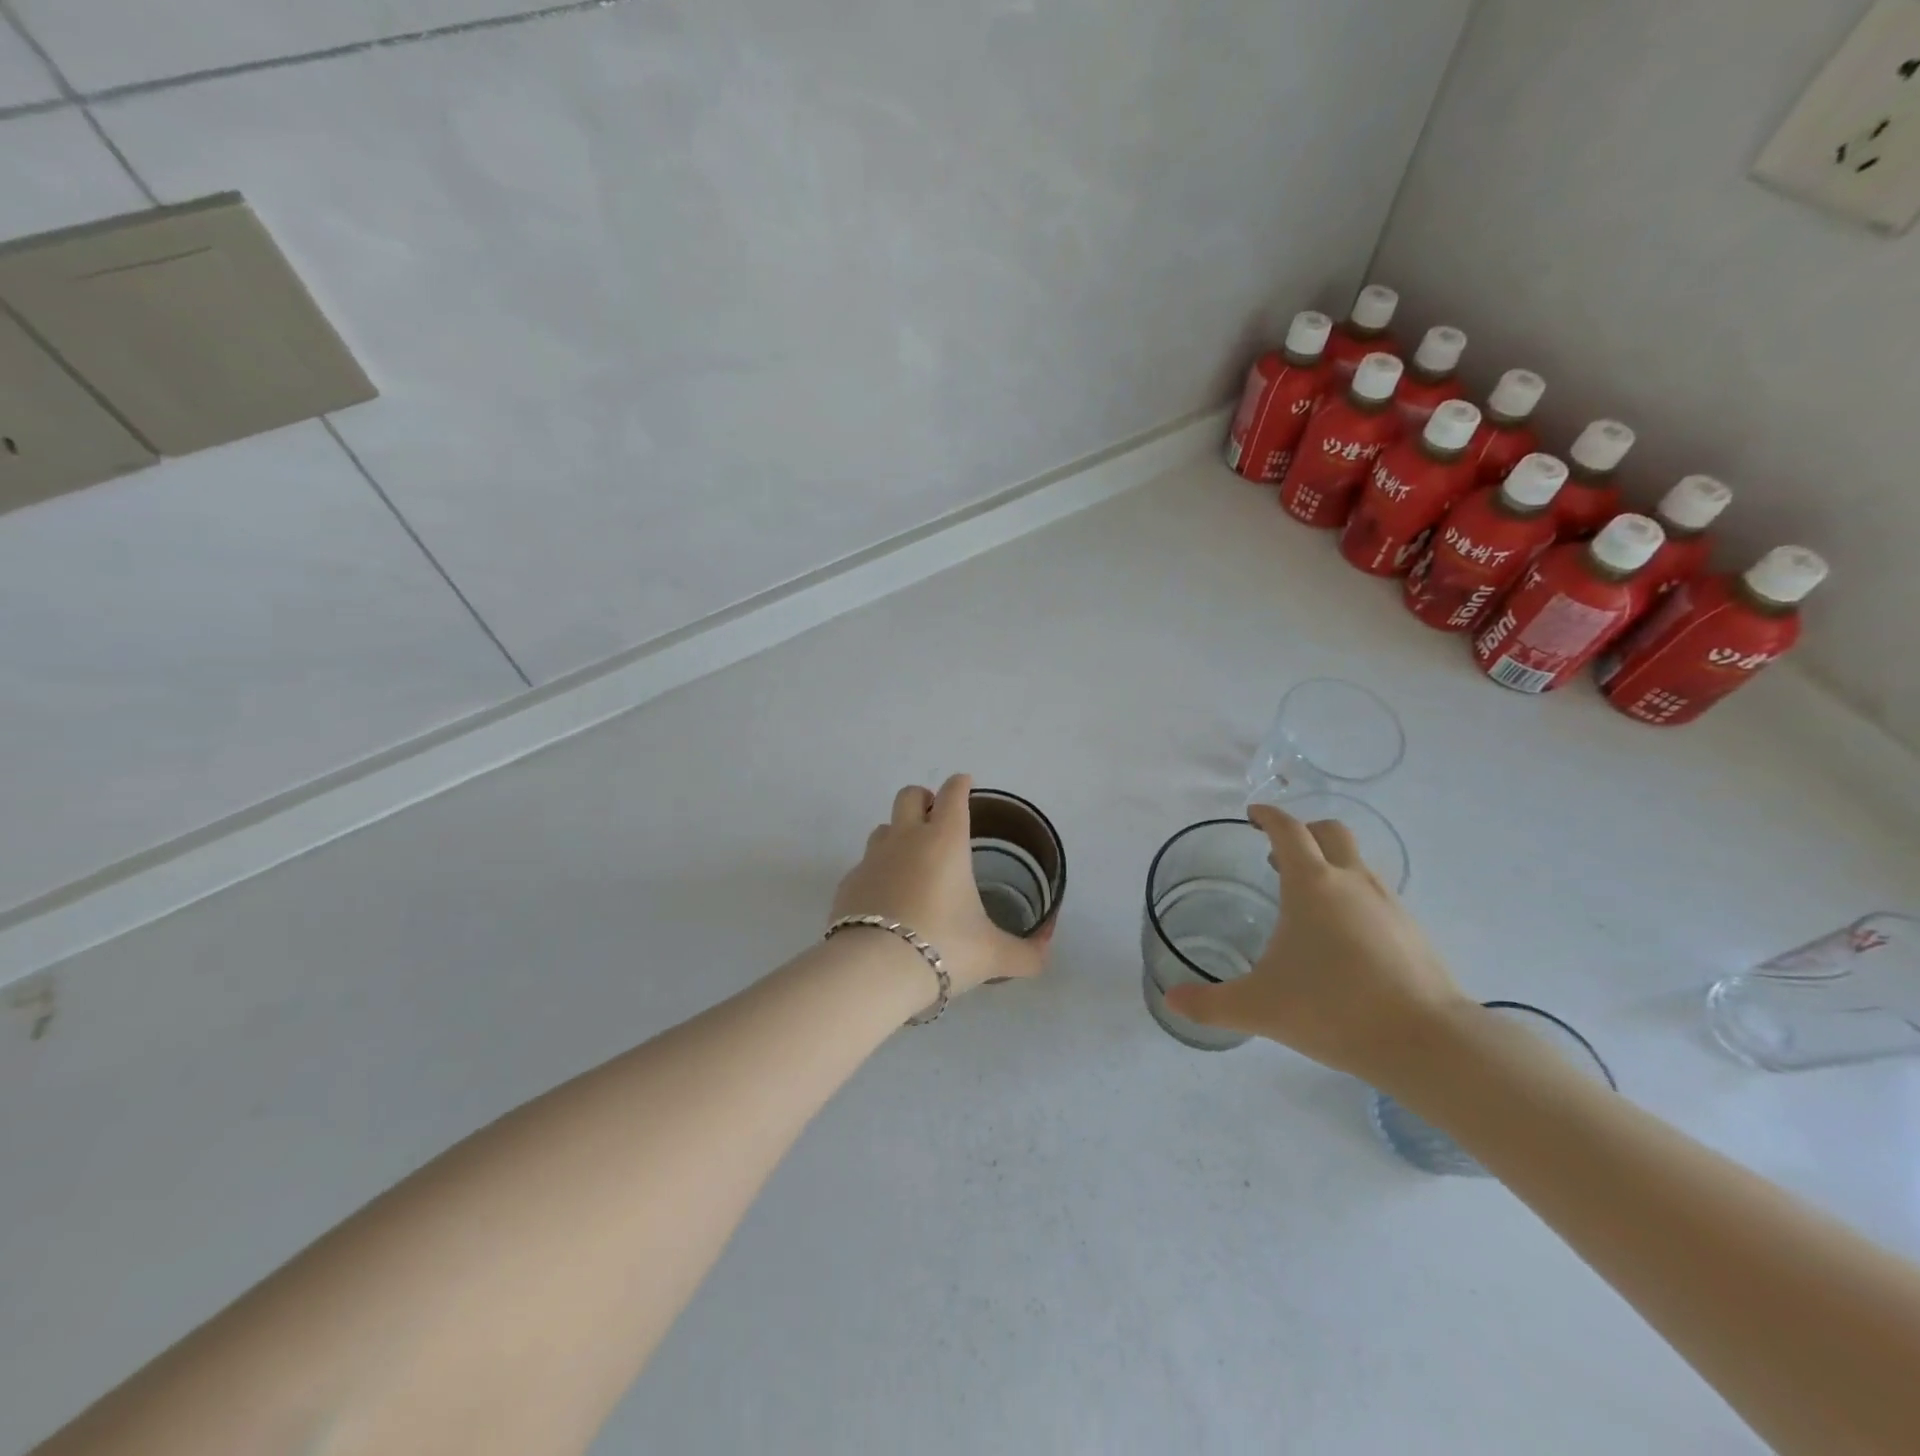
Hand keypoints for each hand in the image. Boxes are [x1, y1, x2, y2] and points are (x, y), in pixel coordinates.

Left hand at [831, 774, 1051, 994]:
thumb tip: (1046, 953)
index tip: (965, 784)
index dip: (960, 785)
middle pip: (909, 795)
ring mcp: (871, 859)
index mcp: (945, 841)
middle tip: (936, 818)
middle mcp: (906, 840)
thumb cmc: (943, 947)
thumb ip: (1026, 953)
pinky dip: (878, 873)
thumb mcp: (994, 955)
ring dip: (898, 834)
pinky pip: (864, 866)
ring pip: (883, 828)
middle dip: (924, 799)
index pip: (953, 794)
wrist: (873, 971)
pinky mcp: (848, 884)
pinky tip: (887, 901)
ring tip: (912, 862)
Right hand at [1162, 804, 1468, 1080]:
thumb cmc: (1333, 1008)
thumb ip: (1210, 1004)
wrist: (1427, 1042)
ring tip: (1306, 900)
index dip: (1268, 816)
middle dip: (1303, 832)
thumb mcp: (1259, 1007)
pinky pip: (1375, 894)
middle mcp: (1351, 881)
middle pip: (1330, 832)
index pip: (1288, 830)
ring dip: (1329, 864)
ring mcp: (1388, 903)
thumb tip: (1172, 1001)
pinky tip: (1342, 936)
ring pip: (1356, 862)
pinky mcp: (1411, 929)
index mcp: (1311, 884)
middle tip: (1277, 854)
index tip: (1253, 814)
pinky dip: (1352, 896)